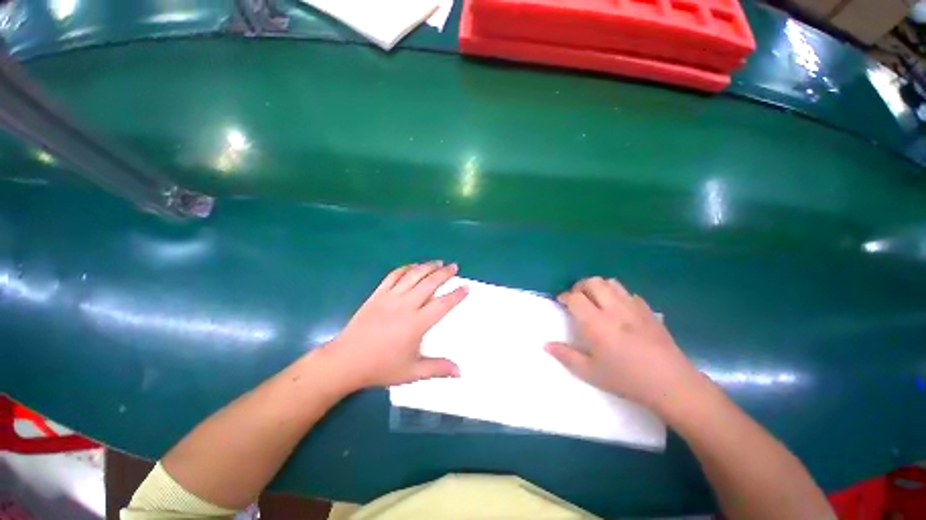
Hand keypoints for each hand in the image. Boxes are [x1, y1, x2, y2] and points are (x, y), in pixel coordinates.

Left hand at [320, 261, 467, 390]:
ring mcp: (390, 297)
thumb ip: (437, 369)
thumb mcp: (412, 372)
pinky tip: (413, 266)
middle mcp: (406, 305)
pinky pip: (393, 276)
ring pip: (413, 275)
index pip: (442, 304)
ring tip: (439, 262)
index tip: (466, 287)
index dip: (456, 294)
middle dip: (444, 273)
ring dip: (427, 266)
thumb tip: (460, 372)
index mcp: (416, 323)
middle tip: (454, 267)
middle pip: (429, 283)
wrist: (346, 361)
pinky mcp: (377, 294)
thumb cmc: (381, 367)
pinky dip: (405, 268)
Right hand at [545, 277, 700, 411]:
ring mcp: (633, 307)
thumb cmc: (626, 379)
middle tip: (577, 299)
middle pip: (592, 282)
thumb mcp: (590, 372)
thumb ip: (565, 355)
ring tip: (596, 300)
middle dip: (580, 286)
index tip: (561, 302)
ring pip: (611, 282)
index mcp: (596, 323)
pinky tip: (618, 309)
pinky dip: (617, 294)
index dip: (565, 296)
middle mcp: (613, 309)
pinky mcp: (648, 310)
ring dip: (598, 287)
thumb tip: (545, 344)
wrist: (671, 383)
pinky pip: (628, 292)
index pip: (575, 297)